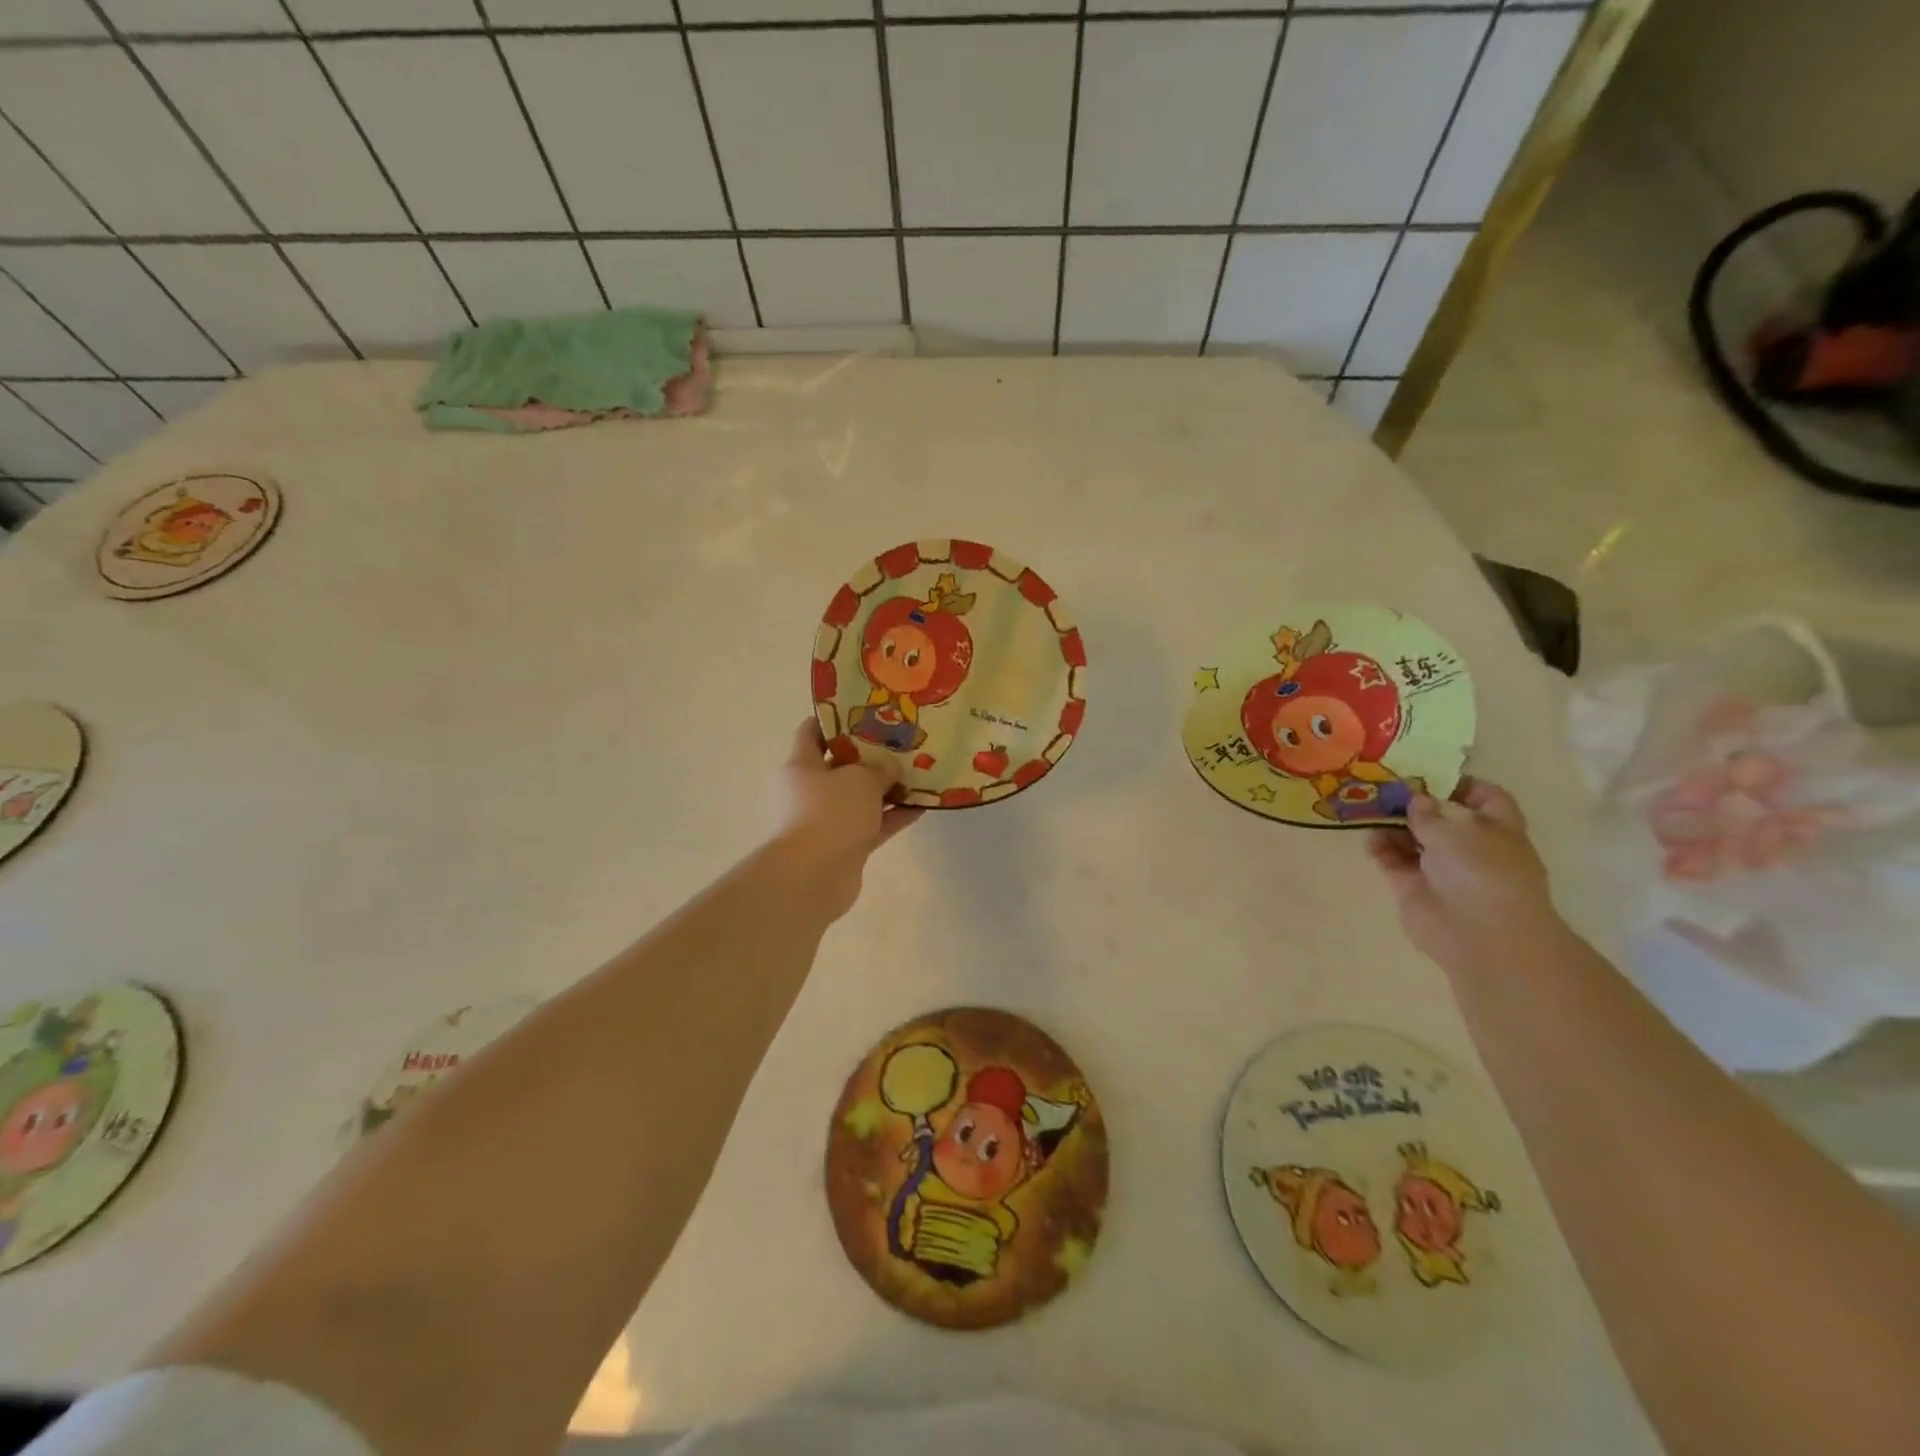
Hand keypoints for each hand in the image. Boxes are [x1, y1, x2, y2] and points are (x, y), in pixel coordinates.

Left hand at [772, 718, 922, 920]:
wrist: (813, 876)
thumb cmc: (829, 813)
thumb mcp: (859, 779)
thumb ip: (878, 769)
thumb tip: (889, 768)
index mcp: (801, 766)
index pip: (812, 733)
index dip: (835, 720)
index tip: (865, 712)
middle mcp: (810, 791)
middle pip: (842, 766)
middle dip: (871, 756)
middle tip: (902, 743)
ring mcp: (828, 821)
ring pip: (861, 798)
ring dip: (888, 789)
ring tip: (920, 773)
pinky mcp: (845, 846)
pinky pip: (873, 825)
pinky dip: (894, 817)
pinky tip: (923, 806)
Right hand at [1368, 778, 1570, 971]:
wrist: (1480, 935)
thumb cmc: (1481, 872)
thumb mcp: (1454, 830)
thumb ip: (1428, 812)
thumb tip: (1416, 800)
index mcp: (1498, 830)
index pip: (1487, 799)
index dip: (1463, 785)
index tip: (1431, 775)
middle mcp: (1471, 848)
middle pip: (1442, 819)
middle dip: (1415, 804)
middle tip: (1385, 786)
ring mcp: (1442, 870)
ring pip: (1414, 840)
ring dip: (1393, 824)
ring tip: (1368, 806)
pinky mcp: (1414, 888)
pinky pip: (1394, 861)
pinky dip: (1381, 848)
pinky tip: (1368, 835)